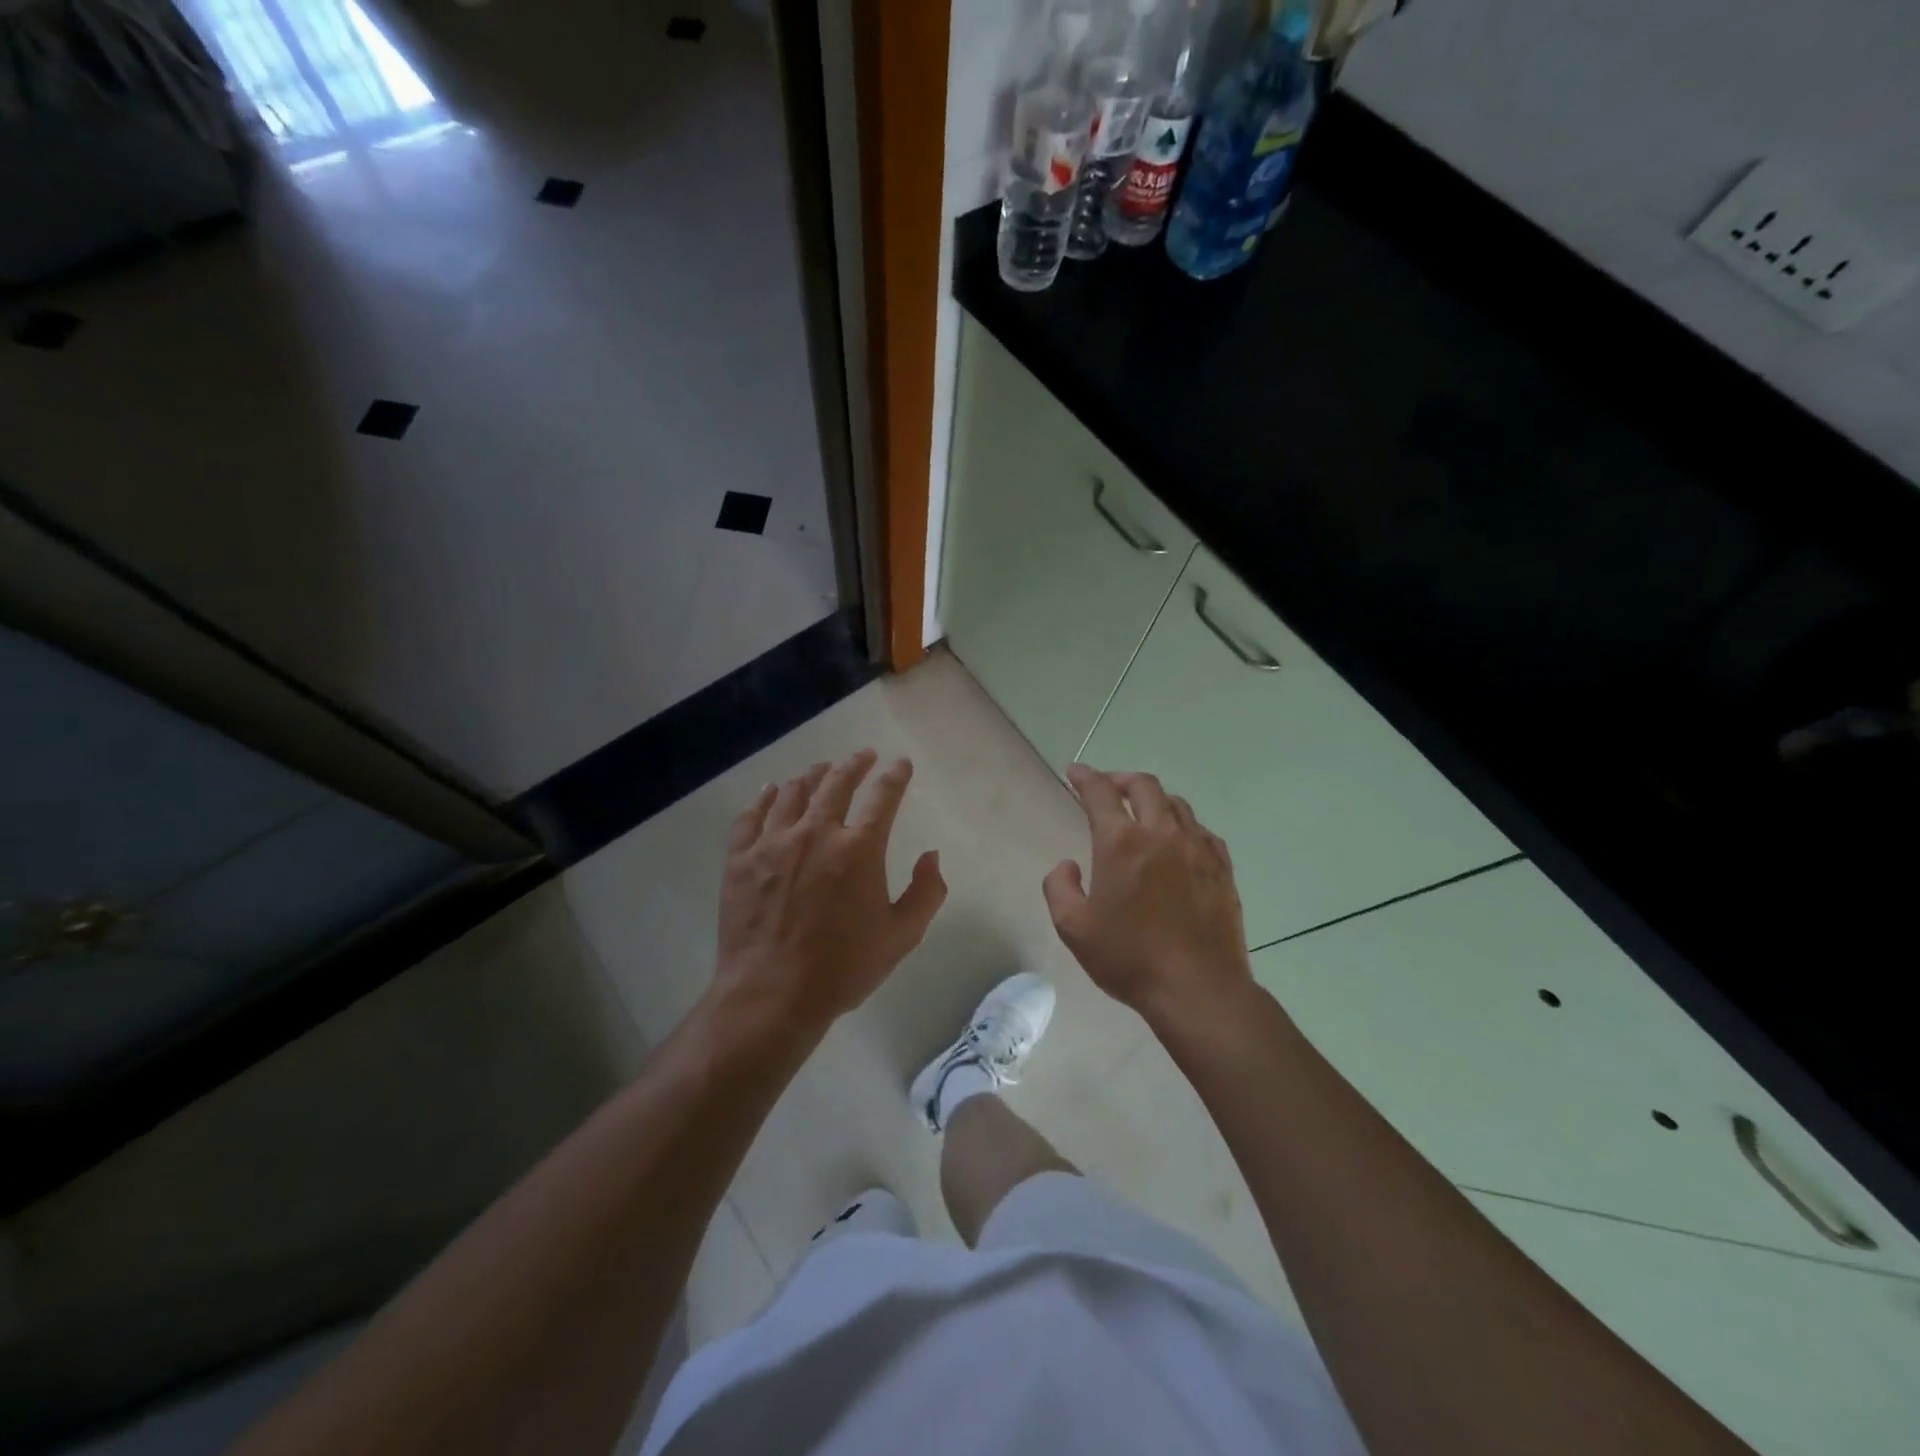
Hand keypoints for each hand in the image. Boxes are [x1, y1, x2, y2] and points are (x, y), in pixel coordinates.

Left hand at [712, 750, 946, 1033]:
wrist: (772, 995)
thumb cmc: (843, 968)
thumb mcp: (902, 936)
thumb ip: (926, 892)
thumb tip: (931, 856)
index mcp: (859, 849)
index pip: (883, 797)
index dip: (895, 776)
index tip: (901, 764)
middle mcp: (816, 833)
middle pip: (836, 783)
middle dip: (854, 764)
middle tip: (863, 756)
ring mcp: (773, 843)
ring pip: (793, 793)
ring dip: (812, 775)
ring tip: (821, 769)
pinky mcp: (740, 860)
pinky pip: (751, 816)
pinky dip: (764, 798)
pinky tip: (770, 790)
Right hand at [1043, 765, 1254, 1026]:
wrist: (1197, 989)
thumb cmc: (1129, 958)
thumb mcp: (1074, 928)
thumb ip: (1060, 887)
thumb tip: (1067, 865)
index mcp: (1121, 843)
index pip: (1100, 792)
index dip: (1084, 777)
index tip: (1074, 772)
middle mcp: (1161, 834)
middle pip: (1144, 786)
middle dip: (1121, 779)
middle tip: (1108, 788)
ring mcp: (1197, 848)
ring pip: (1176, 804)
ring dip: (1154, 799)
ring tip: (1142, 812)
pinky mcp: (1222, 868)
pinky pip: (1201, 831)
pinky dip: (1183, 825)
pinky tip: (1178, 841)